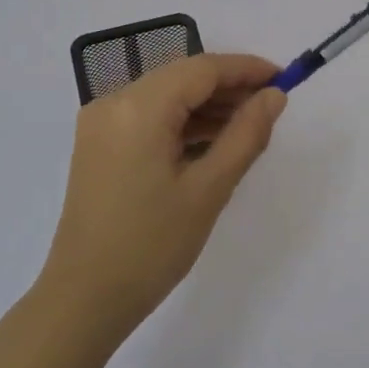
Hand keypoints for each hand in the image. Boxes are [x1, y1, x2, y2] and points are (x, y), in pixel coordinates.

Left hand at [40, 52, 286, 333]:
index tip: (284, 78)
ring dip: (206, 105)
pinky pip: (148, 116)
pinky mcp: (98, 143)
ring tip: (249, 126)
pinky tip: (212, 141)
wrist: (84, 298)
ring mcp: (101, 122)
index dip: (245, 69)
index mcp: (138, 107)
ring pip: (165, 96)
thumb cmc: (151, 246)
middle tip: (271, 106)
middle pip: (181, 77)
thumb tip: (274, 96)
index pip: (201, 68)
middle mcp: (113, 102)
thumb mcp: (209, 189)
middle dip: (228, 87)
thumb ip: (246, 135)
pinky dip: (181, 122)